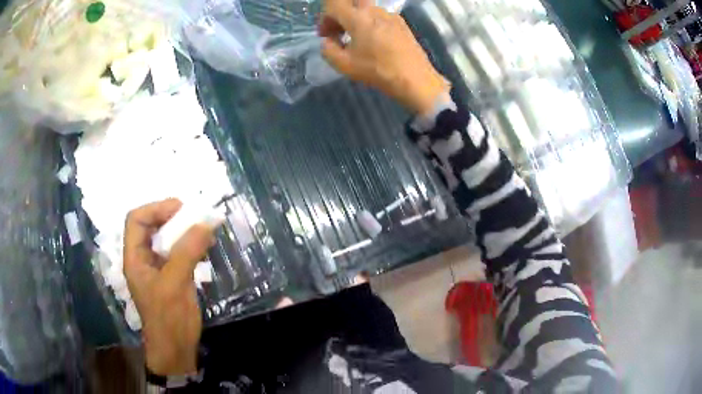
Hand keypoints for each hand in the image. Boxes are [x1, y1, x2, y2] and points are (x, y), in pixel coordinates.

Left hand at [123, 199, 214, 375]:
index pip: (136, 220)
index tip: (180, 209)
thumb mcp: (174, 284)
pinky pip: (179, 252)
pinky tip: (205, 246)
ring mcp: (158, 268)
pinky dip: (191, 245)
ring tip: (204, 228)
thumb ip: (187, 252)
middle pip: (151, 226)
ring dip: (184, 230)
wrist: (176, 350)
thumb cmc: (168, 319)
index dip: (155, 209)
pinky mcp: (172, 277)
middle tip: (194, 216)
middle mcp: (143, 259)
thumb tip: (205, 223)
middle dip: (171, 217)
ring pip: (166, 239)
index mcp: (135, 258)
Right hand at [319, 0, 448, 113]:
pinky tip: (374, 42)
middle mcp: (374, 10)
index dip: (325, 17)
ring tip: (356, 40)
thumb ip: (328, 49)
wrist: (415, 79)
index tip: (326, 34)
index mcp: (358, 18)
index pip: (334, 3)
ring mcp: (390, 15)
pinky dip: (370, 23)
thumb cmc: (378, 71)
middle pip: (350, 2)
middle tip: (339, 32)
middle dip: (340, 14)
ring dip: (355, 19)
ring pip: (365, 9)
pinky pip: (379, 16)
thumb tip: (328, 41)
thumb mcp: (344, 65)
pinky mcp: (401, 22)